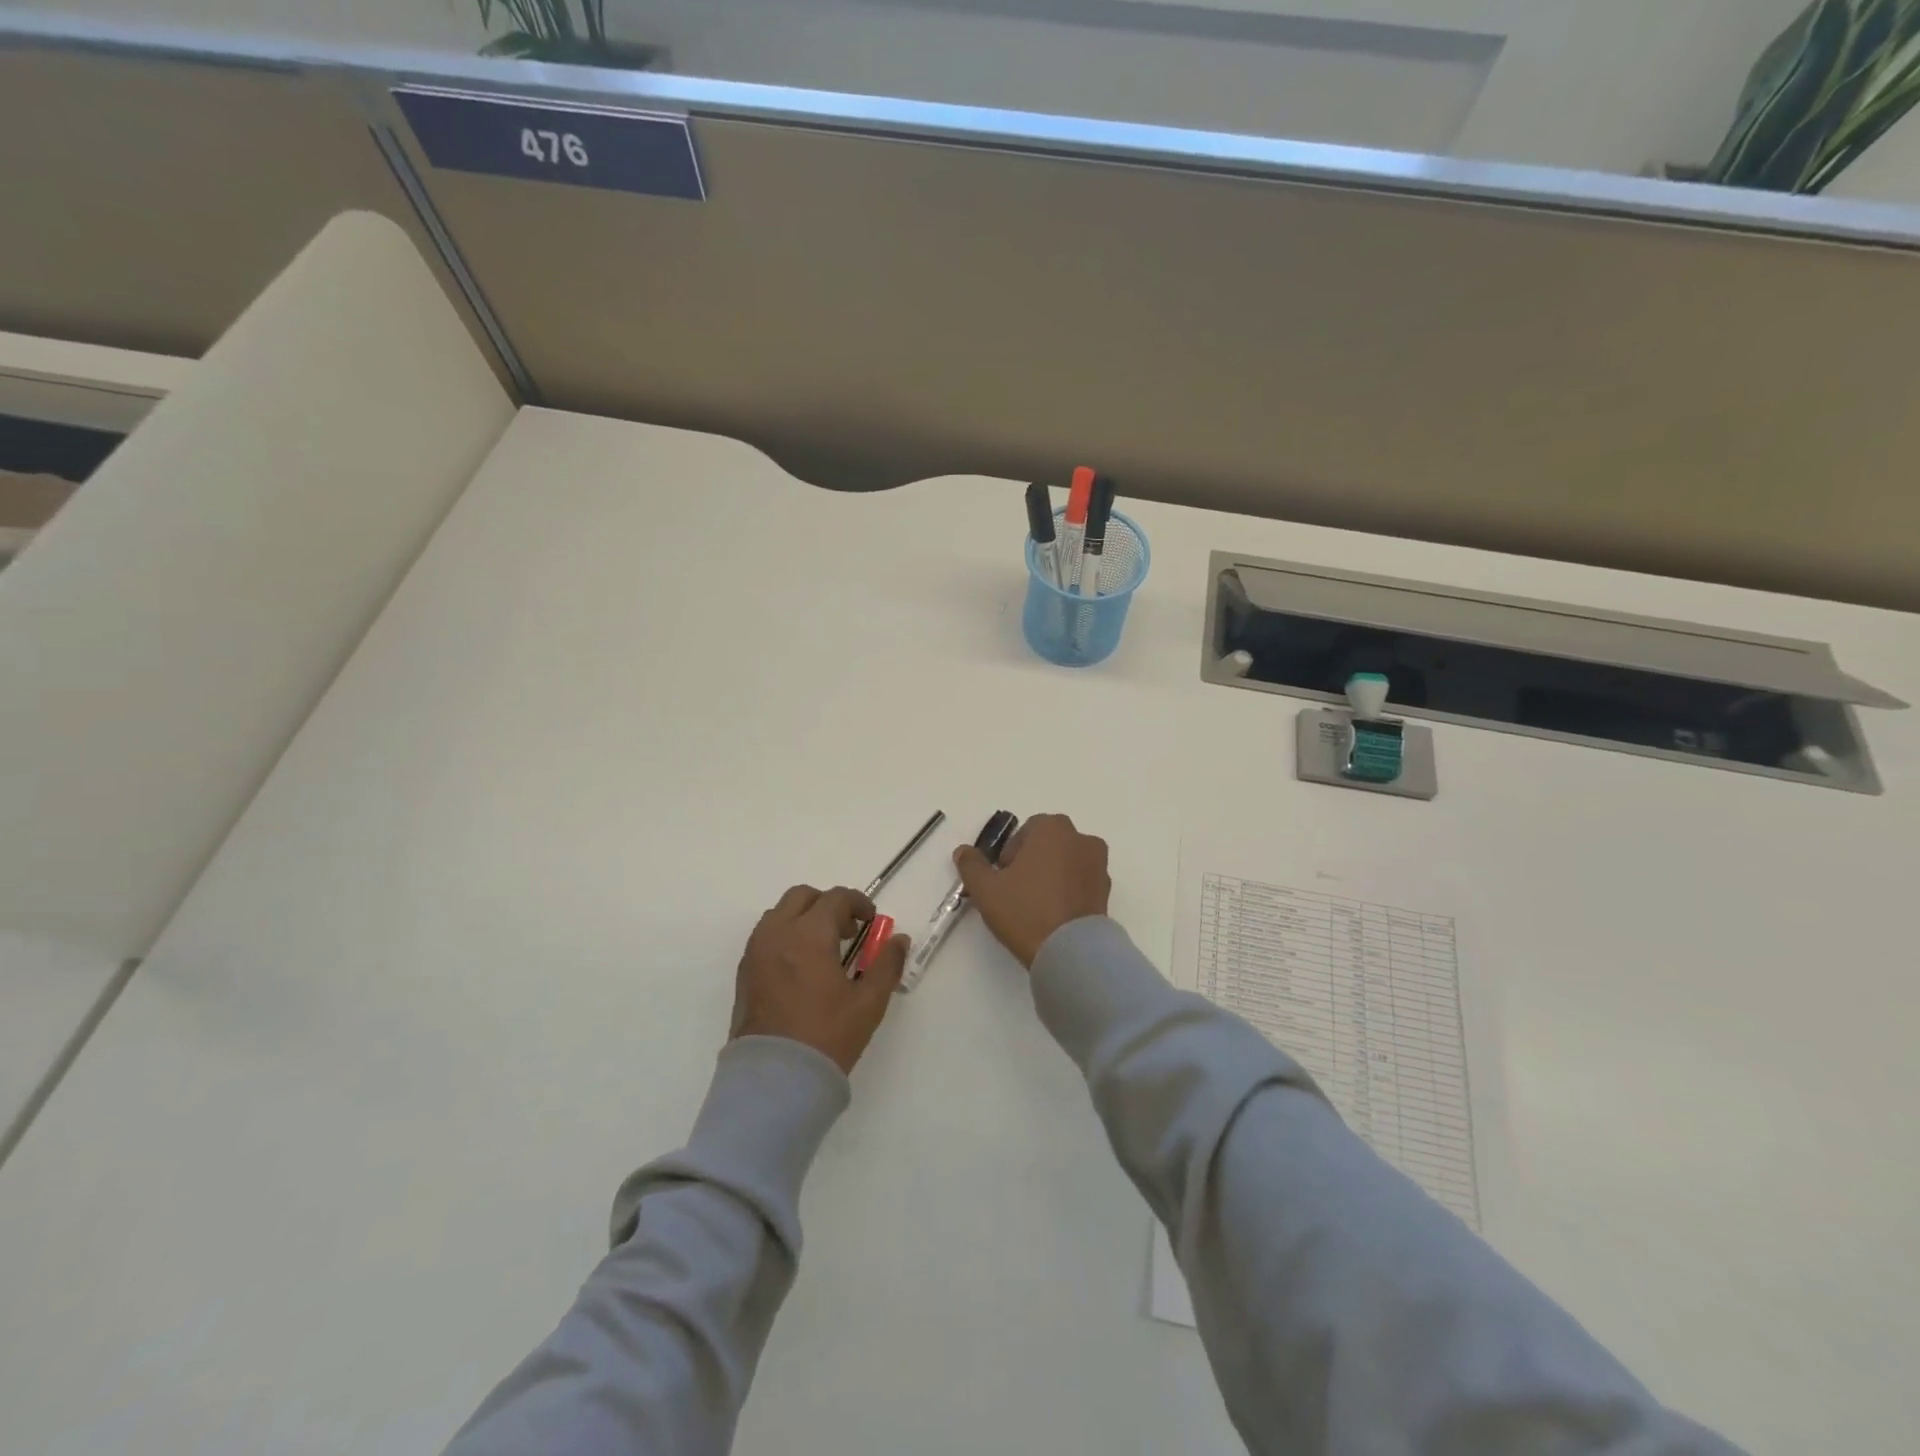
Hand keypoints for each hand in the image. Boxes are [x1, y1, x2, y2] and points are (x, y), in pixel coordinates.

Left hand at [730, 885, 908, 1073]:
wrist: (775, 1079)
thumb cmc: (827, 1036)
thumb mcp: (868, 1002)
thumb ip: (887, 965)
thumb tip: (899, 940)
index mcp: (809, 934)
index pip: (836, 898)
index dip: (858, 903)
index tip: (871, 921)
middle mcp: (777, 933)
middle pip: (802, 896)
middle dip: (827, 904)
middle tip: (847, 931)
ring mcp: (755, 952)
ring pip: (779, 914)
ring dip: (803, 918)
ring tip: (823, 949)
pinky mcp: (744, 973)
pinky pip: (765, 937)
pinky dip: (785, 936)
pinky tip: (801, 967)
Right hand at [953, 813, 1110, 967]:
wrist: (1071, 952)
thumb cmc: (1025, 911)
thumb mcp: (986, 889)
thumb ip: (971, 864)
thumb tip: (963, 851)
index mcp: (1052, 829)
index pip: (1025, 832)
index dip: (1010, 855)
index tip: (1003, 880)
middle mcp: (1080, 838)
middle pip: (1049, 844)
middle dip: (1033, 862)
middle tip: (1017, 892)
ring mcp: (1099, 864)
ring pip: (1067, 862)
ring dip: (1053, 875)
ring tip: (1038, 906)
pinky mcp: (1107, 890)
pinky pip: (1081, 882)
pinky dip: (1069, 891)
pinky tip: (1055, 914)